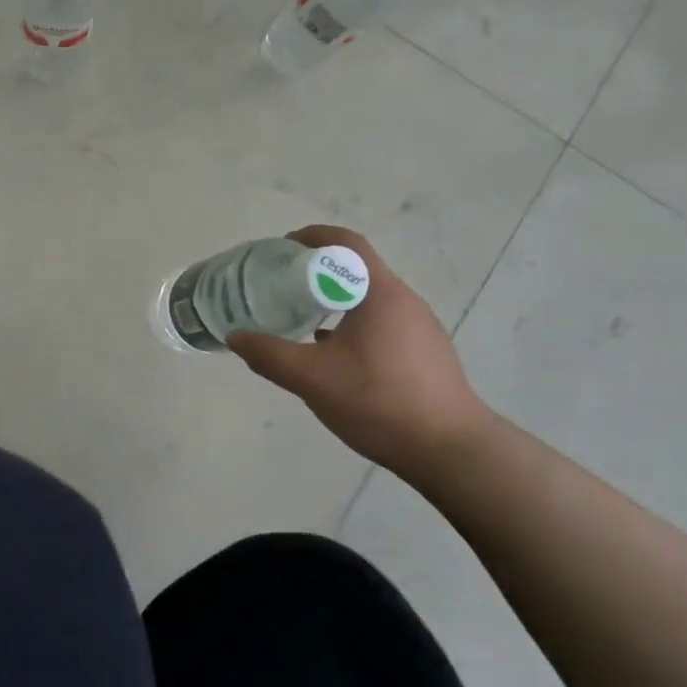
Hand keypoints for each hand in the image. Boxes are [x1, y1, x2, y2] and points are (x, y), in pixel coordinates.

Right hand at [226, 225, 495, 482]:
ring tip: (302, 319)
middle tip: (282, 286)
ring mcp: (420, 328)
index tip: (282, 246)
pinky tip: (333, 355)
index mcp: (380, 294)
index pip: (347, 243)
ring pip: (369, 300)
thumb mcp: (312, 378)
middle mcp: (404, 301)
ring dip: (335, 300)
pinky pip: (382, 324)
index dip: (313, 236)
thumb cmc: (378, 401)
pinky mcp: (425, 354)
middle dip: (318, 271)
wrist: (450, 450)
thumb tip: (236, 337)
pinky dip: (352, 325)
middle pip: (357, 270)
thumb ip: (269, 354)